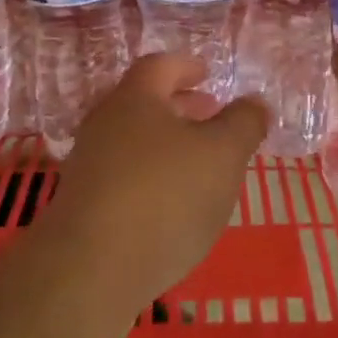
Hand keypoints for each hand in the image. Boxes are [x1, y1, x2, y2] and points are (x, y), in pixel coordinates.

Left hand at [37, 54, 268, 310]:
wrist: (90, 271)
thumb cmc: (164, 196)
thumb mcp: (223, 154)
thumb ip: (244, 123)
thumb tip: (255, 102)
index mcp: (135, 98)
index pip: (160, 66)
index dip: (186, 66)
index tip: (207, 73)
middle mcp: (105, 123)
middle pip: (144, 102)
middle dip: (180, 106)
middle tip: (210, 114)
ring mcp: (89, 165)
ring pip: (133, 140)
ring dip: (166, 144)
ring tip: (198, 163)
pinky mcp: (82, 205)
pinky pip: (123, 175)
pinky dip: (151, 176)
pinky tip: (172, 204)